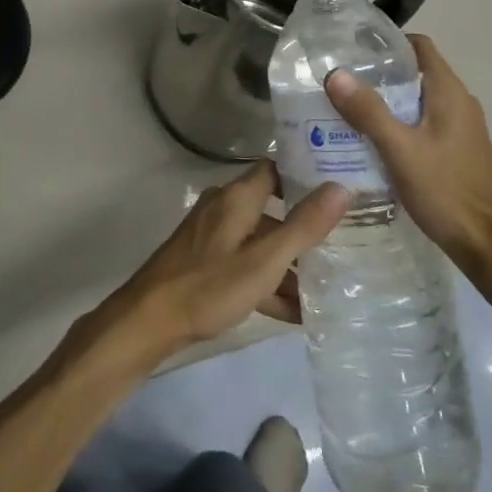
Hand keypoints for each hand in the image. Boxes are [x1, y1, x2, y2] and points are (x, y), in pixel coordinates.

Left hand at [85, 162, 349, 372]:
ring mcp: (212, 237)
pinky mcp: (205, 264)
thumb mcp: (264, 260)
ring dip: (289, 265)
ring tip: (327, 290)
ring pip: (260, 243)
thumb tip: (341, 187)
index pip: (276, 169)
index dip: (306, 175)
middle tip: (344, 243)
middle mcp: (224, 209)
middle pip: (272, 210)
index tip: (340, 188)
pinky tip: (295, 314)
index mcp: (236, 198)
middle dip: (304, 230)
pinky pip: (245, 266)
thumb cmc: (208, 286)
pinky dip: (267, 283)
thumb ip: (303, 226)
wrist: (148, 322)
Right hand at [324, 35, 491, 291]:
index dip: (388, 41)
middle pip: (415, 73)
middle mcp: (458, 103)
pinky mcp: (455, 151)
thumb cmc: (446, 191)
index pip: (420, 46)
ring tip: (345, 109)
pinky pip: (421, 124)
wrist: (488, 246)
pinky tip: (369, 142)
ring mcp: (460, 129)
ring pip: (417, 101)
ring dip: (385, 102)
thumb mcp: (400, 150)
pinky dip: (396, 124)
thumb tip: (335, 74)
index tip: (352, 48)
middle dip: (378, 74)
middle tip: (339, 81)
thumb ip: (369, 111)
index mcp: (450, 93)